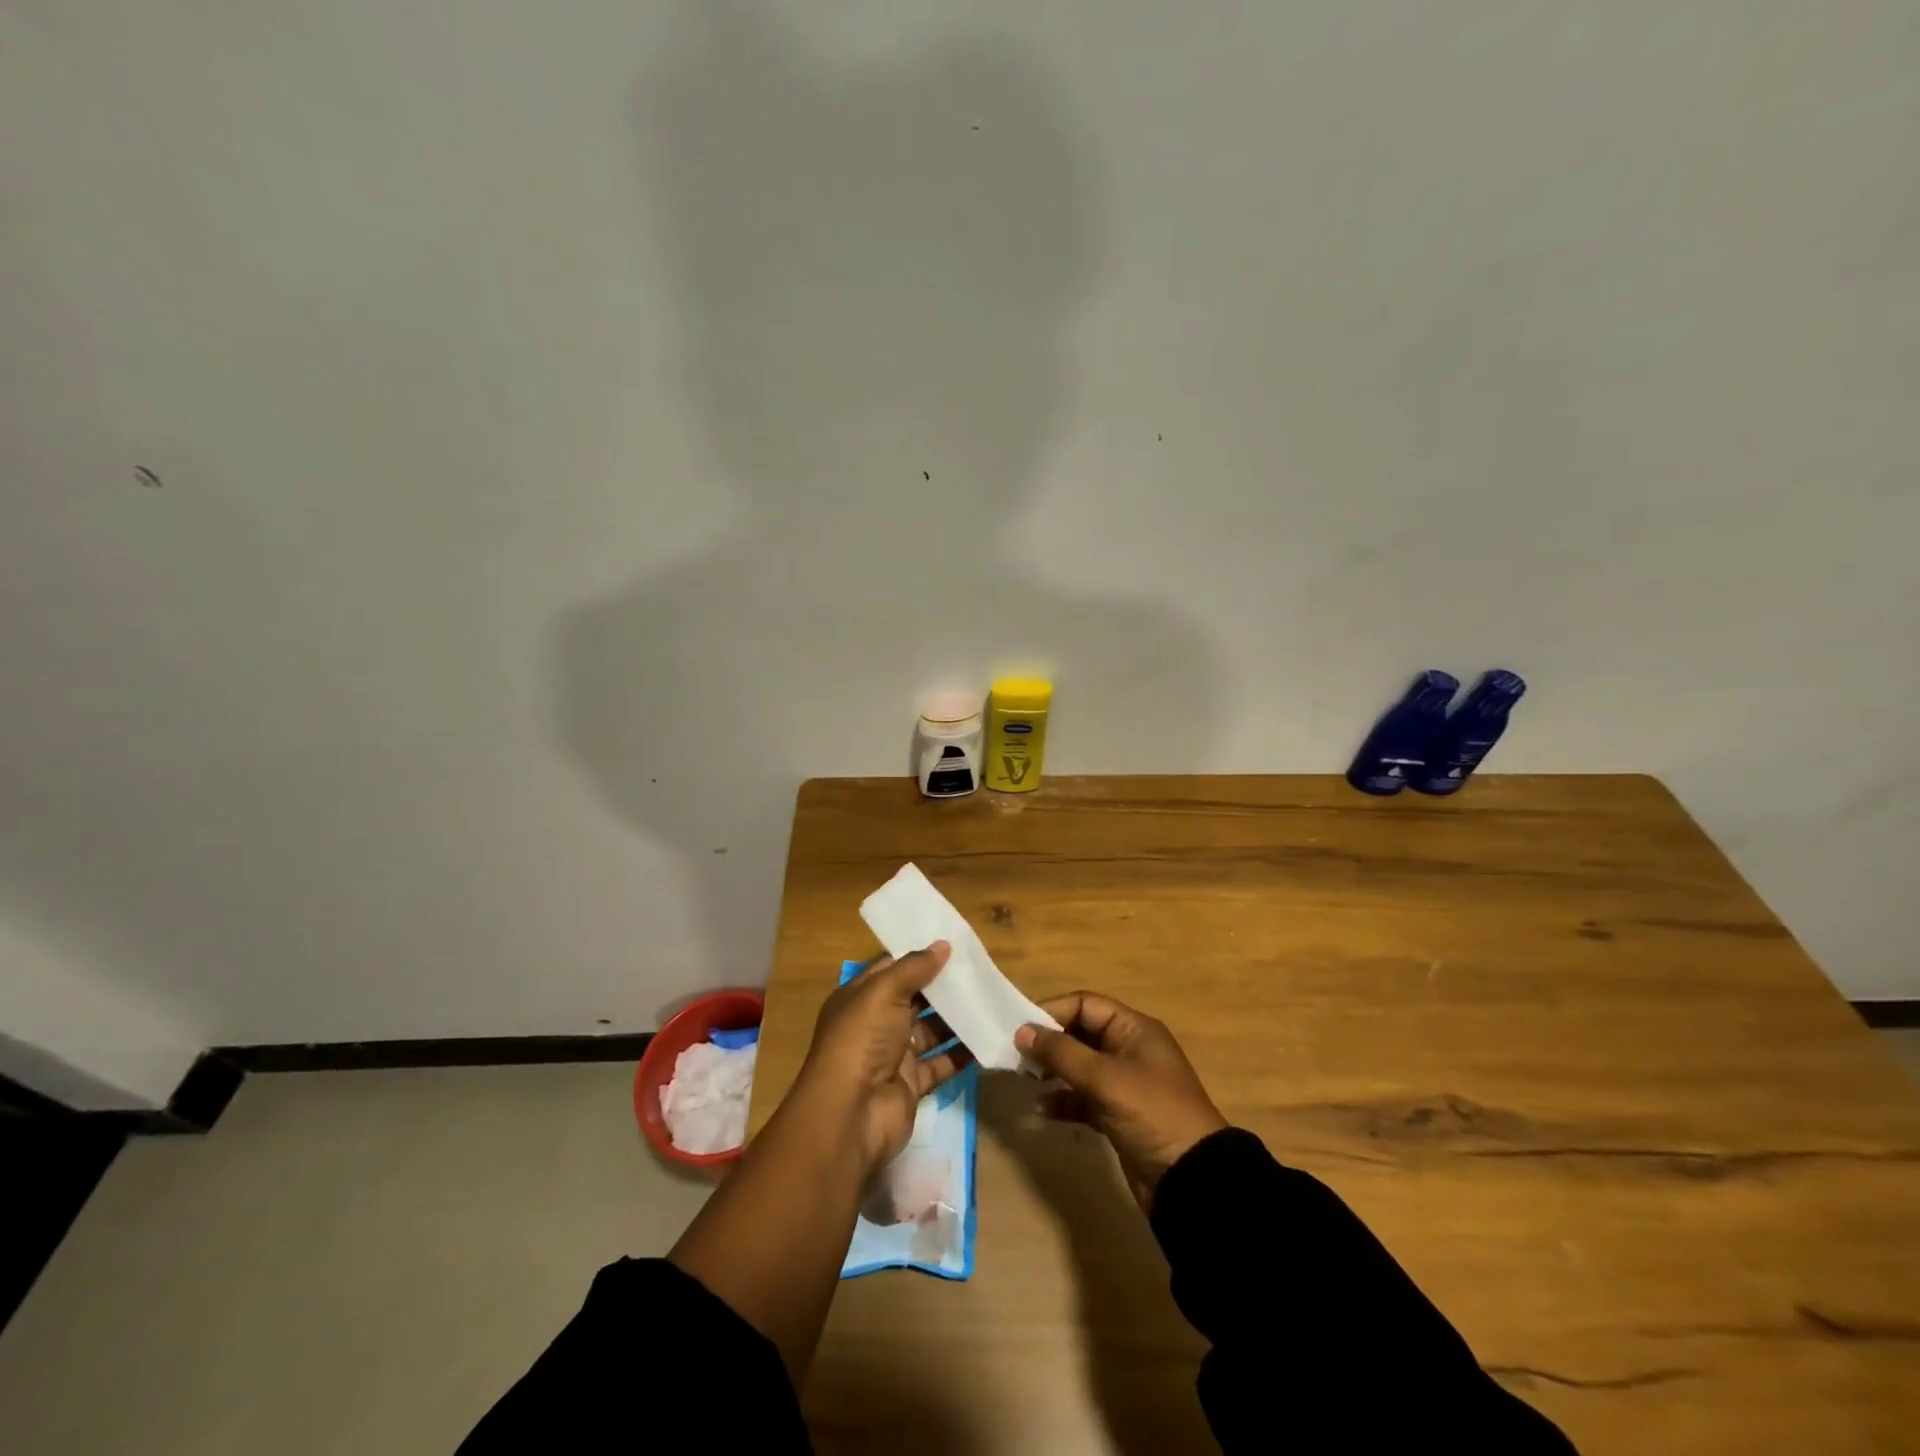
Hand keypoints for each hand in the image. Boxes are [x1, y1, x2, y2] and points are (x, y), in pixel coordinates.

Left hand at [792, 943, 971, 1174]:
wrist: (851, 1114)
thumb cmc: (862, 1040)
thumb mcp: (885, 992)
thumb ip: (914, 968)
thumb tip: (943, 944)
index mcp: (860, 998)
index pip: (891, 969)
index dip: (918, 957)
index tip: (952, 945)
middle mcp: (874, 1024)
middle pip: (913, 999)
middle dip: (942, 986)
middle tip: (978, 971)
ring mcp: (893, 1055)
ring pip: (929, 1030)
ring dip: (955, 1018)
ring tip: (988, 999)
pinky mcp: (911, 1084)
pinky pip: (941, 1063)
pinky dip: (961, 1053)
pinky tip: (987, 1036)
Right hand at [1014, 993, 1227, 1211]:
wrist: (1192, 1180)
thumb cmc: (1151, 1113)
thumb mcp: (1105, 1078)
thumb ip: (1062, 1053)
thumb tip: (1022, 1031)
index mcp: (1134, 1029)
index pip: (1086, 1005)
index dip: (1053, 1012)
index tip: (1021, 1029)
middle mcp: (1128, 1050)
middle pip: (1080, 1034)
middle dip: (1049, 1044)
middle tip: (1017, 1057)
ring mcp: (1123, 1084)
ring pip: (1079, 1067)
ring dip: (1052, 1072)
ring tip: (1026, 1081)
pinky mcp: (1117, 1116)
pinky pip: (1082, 1099)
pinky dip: (1063, 1102)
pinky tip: (1042, 1112)